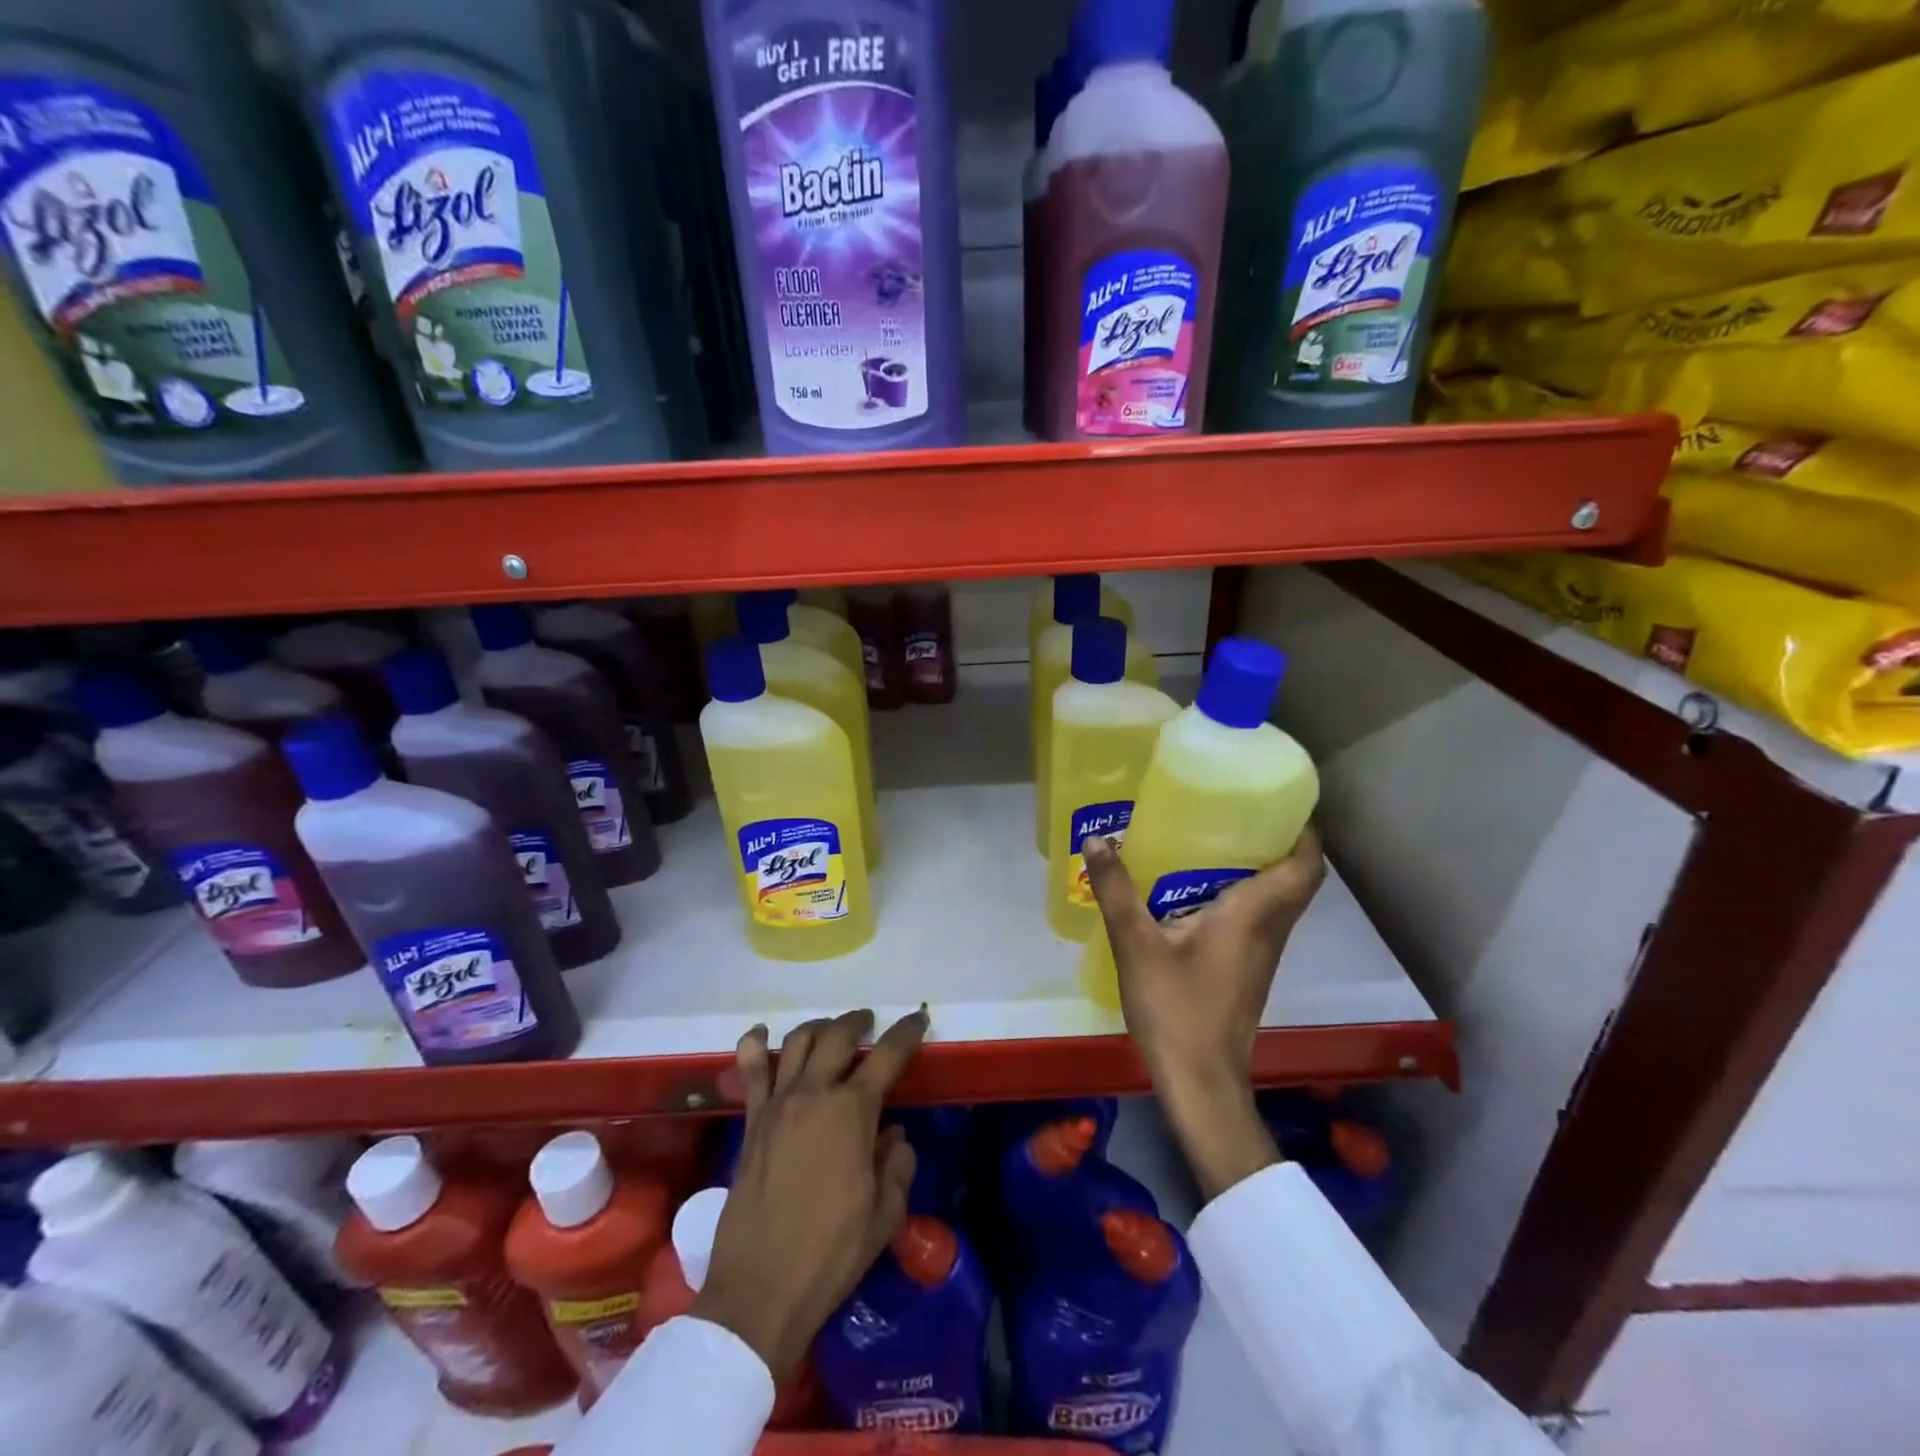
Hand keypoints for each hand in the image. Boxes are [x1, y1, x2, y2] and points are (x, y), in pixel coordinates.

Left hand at [693, 1007, 928, 1380]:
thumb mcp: (885, 1214)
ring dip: (818, 1027)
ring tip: (830, 1030)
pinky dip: (755, 1046)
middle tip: (869, 1023)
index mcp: (853, 1111)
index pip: (887, 1055)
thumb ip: (898, 1165)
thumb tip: (893, 1135)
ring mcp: (777, 1104)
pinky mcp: (751, 1122)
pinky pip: (751, 1072)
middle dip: (857, 1022)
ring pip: (798, 1043)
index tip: (918, 1019)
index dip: (906, 1033)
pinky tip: (761, 1034)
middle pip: (837, 1036)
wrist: (761, 1289)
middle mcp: (814, 1094)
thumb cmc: (832, 1253)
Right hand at [1084, 829, 1325, 1197]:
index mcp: (1253, 916)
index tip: (1281, 802)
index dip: (1304, 833)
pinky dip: (1244, 897)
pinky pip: (1258, 920)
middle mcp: (1268, 931)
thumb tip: (1096, 840)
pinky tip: (1198, 892)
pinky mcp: (1248, 971)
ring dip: (1261, 870)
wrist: (1199, 1081)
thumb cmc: (1175, 1009)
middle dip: (1279, 843)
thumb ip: (1117, 891)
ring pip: (1278, 901)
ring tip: (1216, 841)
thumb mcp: (1136, 944)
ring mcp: (1261, 955)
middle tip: (1240, 812)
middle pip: (1296, 880)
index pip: (1304, 867)